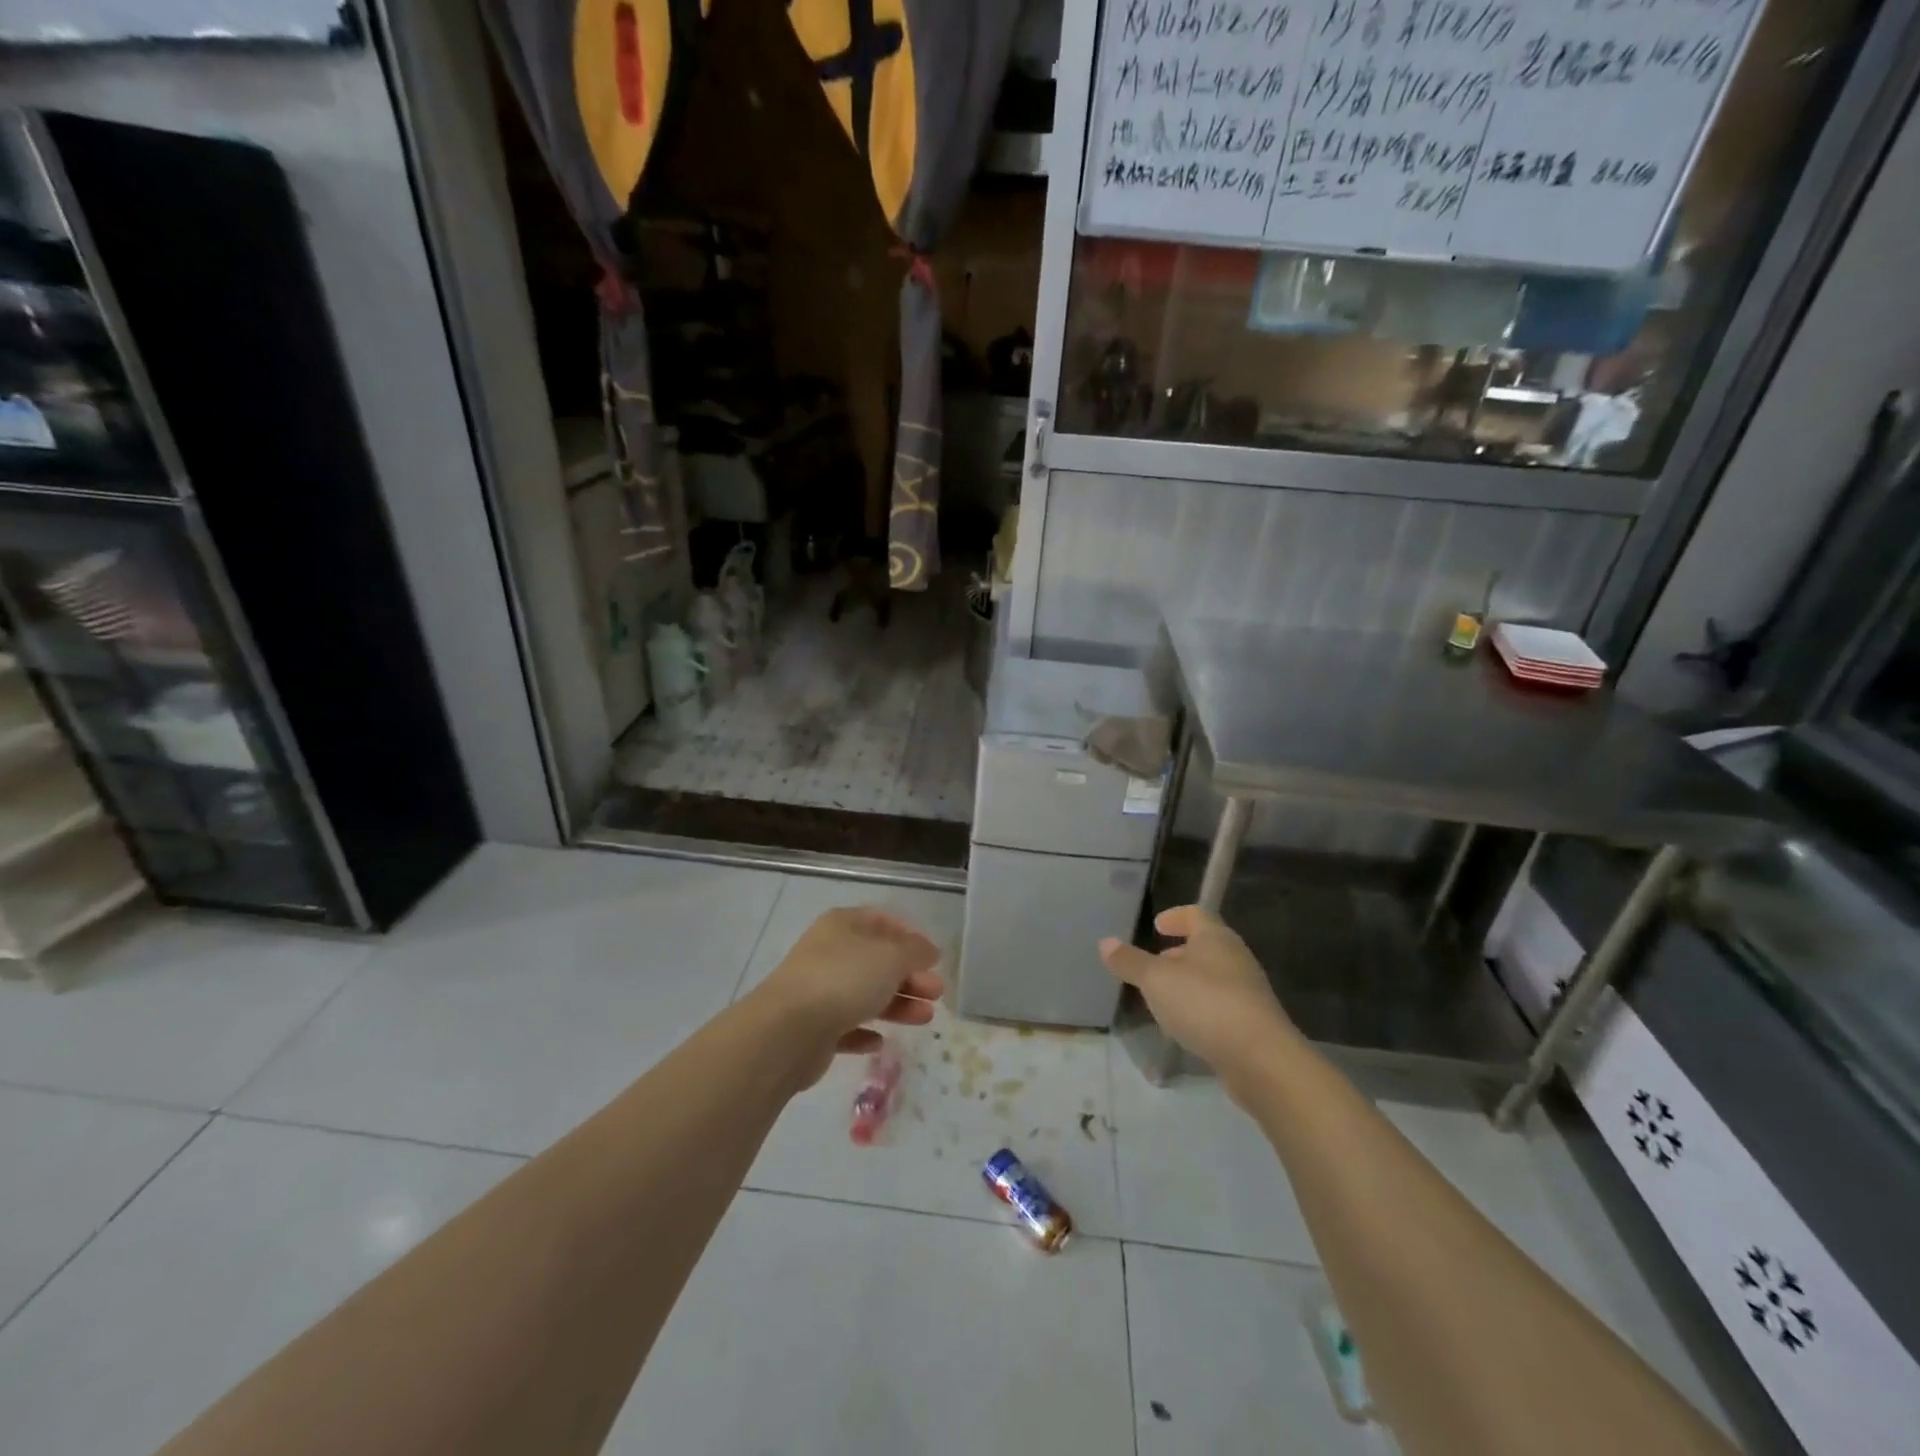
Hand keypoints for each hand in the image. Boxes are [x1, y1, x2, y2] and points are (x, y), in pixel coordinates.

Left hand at [751, 907, 944, 1087]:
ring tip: (925, 1019)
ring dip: (897, 1005)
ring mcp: (819, 990)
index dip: (909, 936)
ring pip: (865, 994)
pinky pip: (846, 1026)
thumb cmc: (845, 979)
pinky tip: (881, 1042)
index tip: (933, 958)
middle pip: (877, 961)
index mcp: (844, 925)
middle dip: (910, 976)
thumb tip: (928, 951)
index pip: (881, 921)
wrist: (789, 1030)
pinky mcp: (814, 1028)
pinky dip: (865, 1031)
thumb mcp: (891, 957)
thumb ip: (915, 952)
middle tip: (936, 993)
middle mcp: (830, 952)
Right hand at [1100, 906, 1295, 1086]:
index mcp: (1215, 938)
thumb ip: (1130, 961)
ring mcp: (1247, 992)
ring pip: (1212, 977)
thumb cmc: (1205, 1004)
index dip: (1176, 916)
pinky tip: (1184, 1027)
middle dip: (1178, 953)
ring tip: (1162, 998)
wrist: (1261, 1059)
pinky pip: (1220, 1006)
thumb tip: (1105, 942)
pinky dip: (1200, 1008)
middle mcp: (1235, 959)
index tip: (1157, 926)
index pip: (1196, 914)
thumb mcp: (1156, 980)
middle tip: (1154, 964)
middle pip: (1205, 946)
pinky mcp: (1252, 1024)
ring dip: (1188, 983)